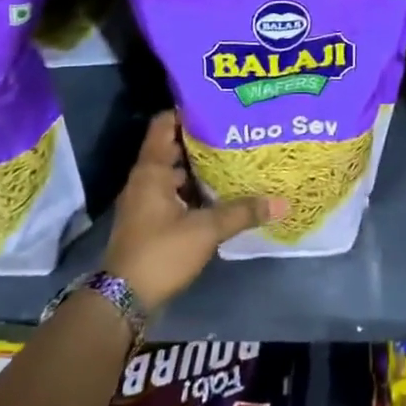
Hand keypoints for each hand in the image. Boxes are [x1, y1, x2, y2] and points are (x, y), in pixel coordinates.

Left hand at [102, 111, 286, 309]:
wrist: (123, 301)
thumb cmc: (160, 253)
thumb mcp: (206, 230)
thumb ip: (243, 212)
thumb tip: (282, 203)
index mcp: (151, 170)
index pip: (165, 124)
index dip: (188, 111)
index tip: (217, 105)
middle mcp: (145, 180)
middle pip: (173, 147)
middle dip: (203, 139)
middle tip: (236, 130)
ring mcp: (145, 202)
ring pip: (176, 173)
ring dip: (201, 167)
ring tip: (235, 158)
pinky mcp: (150, 221)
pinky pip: (175, 193)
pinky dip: (195, 190)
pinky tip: (221, 193)